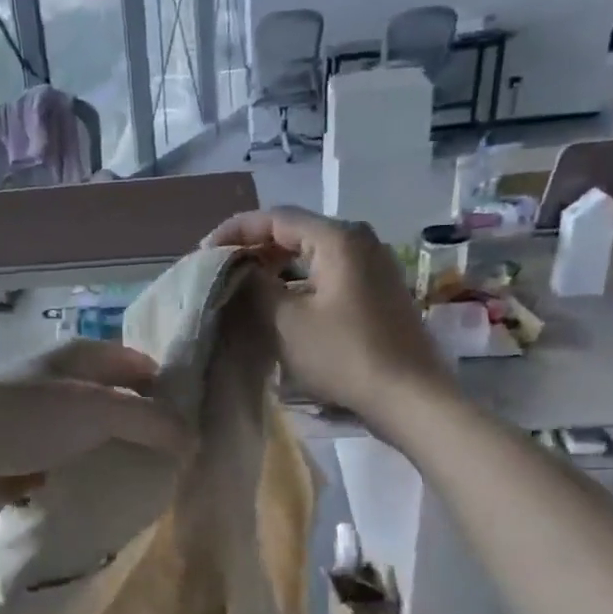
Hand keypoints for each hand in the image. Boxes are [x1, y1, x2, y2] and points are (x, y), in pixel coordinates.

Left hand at [0, 341, 190, 513]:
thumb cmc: (23, 417)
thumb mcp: (96, 410)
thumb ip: (150, 421)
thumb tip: (194, 440)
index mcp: (83, 357)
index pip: (142, 366)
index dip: (172, 391)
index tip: (202, 427)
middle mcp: (67, 384)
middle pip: (123, 404)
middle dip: (150, 432)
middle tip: (185, 466)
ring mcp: (47, 423)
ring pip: (100, 439)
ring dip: (122, 460)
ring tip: (157, 489)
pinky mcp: (31, 459)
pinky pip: (75, 467)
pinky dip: (93, 480)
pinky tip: (115, 503)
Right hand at [206, 207, 451, 427]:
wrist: (409, 396)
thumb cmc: (345, 355)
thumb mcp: (287, 321)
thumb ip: (254, 287)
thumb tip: (235, 269)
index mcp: (338, 238)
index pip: (275, 217)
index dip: (235, 231)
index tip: (204, 253)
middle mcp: (359, 240)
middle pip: (295, 231)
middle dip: (254, 247)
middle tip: (220, 271)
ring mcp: (372, 265)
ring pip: (311, 253)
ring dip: (275, 266)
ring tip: (243, 286)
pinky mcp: (376, 290)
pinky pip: (327, 272)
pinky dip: (298, 280)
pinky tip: (279, 302)